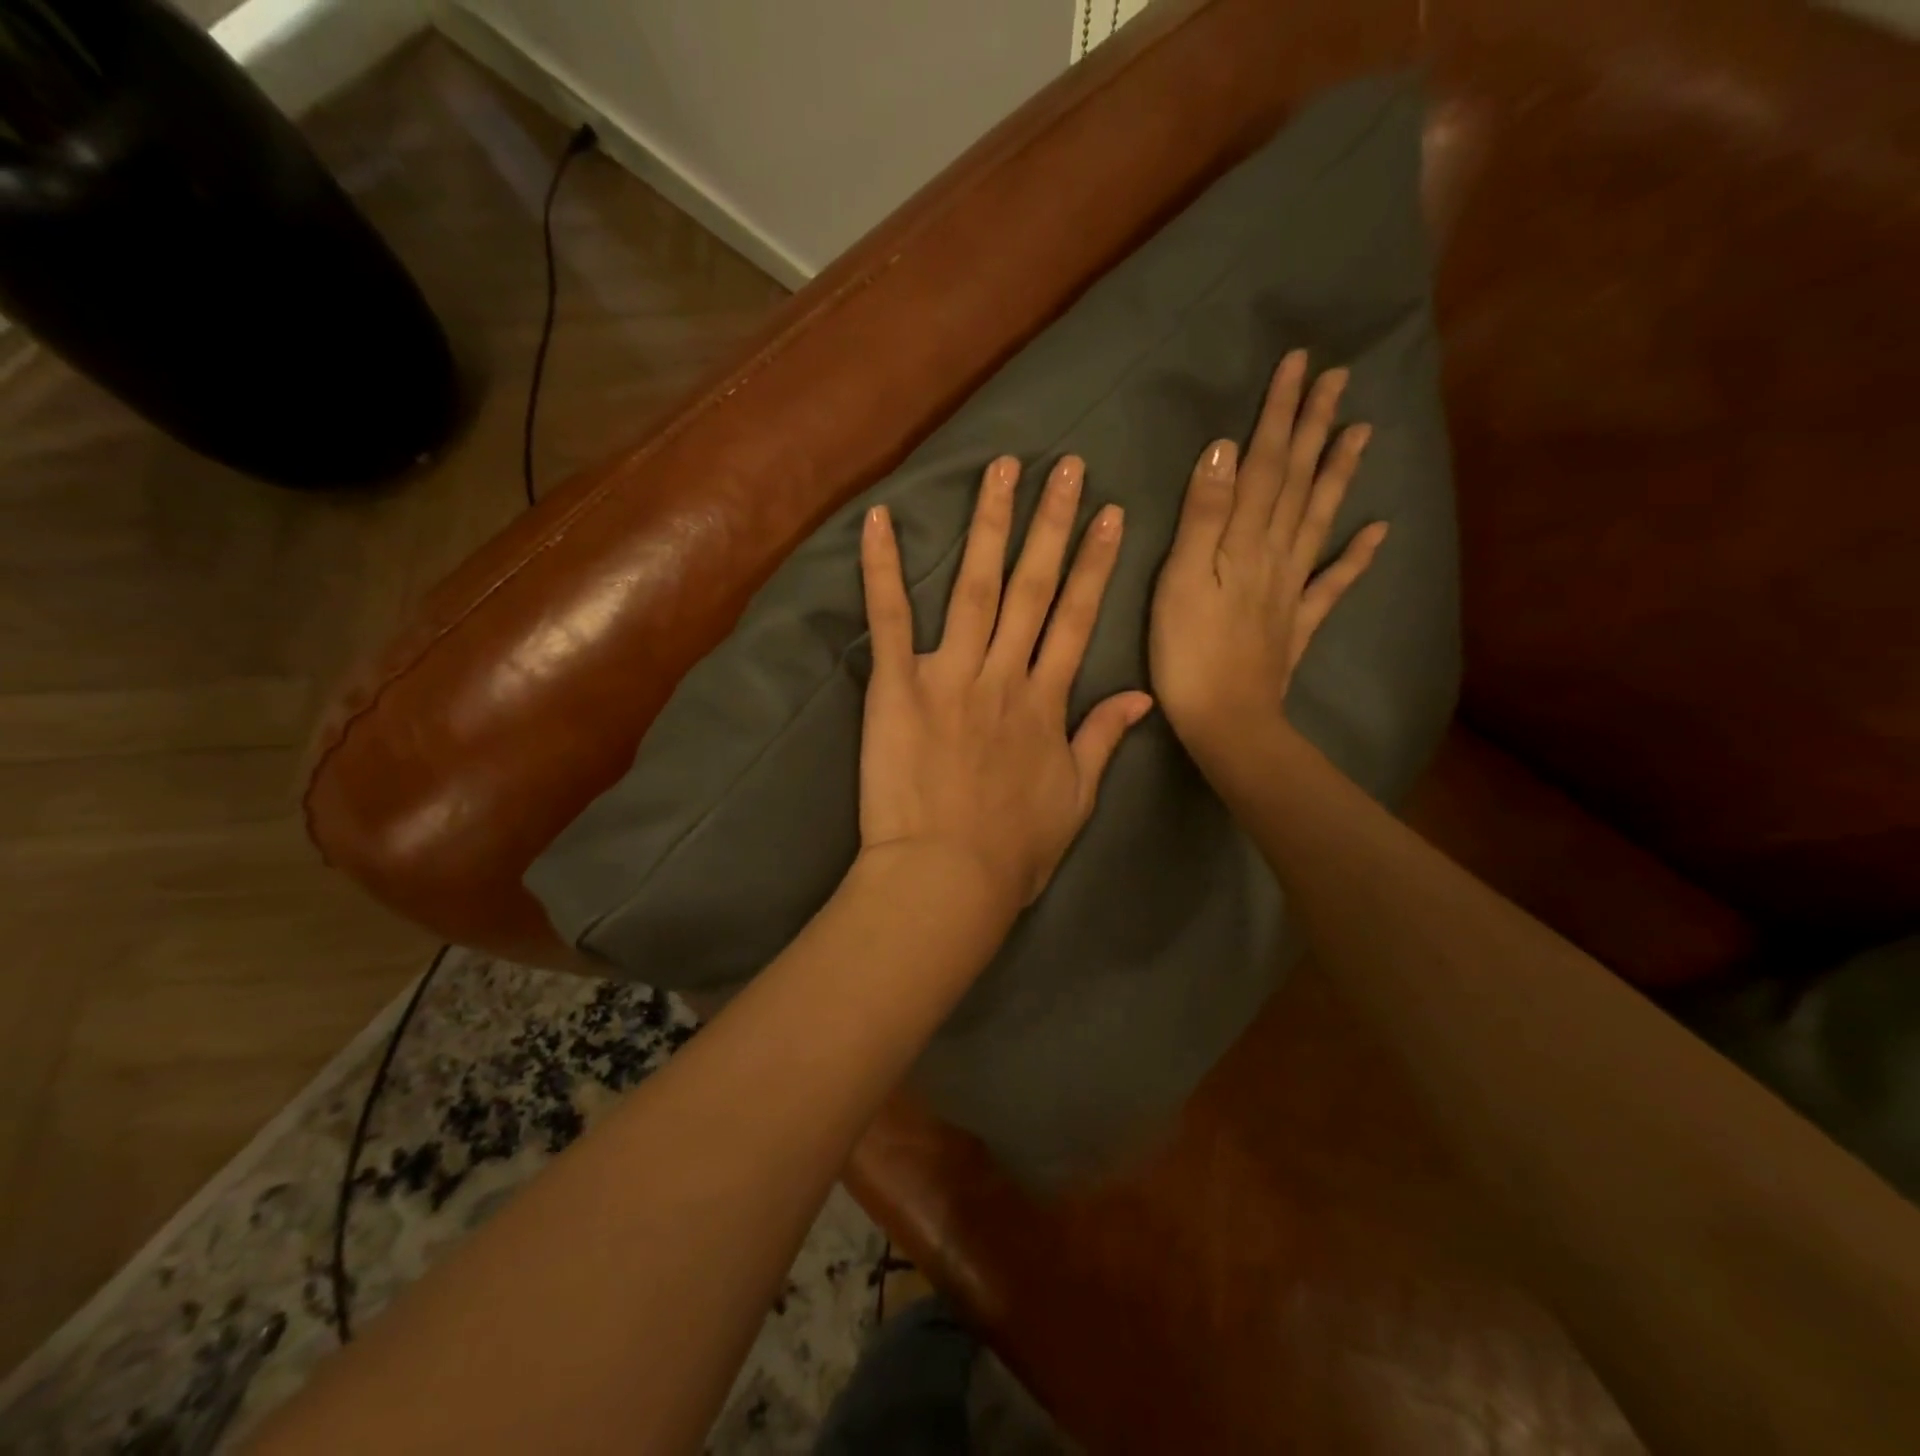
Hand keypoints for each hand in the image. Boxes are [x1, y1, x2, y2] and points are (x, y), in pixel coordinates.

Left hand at [857, 454, 1152, 915]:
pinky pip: (890, 619)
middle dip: (1051, 522)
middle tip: (1063, 465)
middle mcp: (1004, 674)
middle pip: (1033, 587)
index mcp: (1046, 701)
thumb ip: (1103, 739)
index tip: (1107, 514)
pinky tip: (879, 518)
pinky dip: (882, 568)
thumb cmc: (1013, 851)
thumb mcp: (1076, 799)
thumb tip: (1141, 696)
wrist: (946, 878)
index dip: (1094, 564)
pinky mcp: (896, 687)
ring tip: (1000, 469)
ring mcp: (949, 675)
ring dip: (990, 525)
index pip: (1077, 618)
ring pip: (975, 587)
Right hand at [1149, 351, 1385, 764]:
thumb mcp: (1180, 580)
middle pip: (1299, 482)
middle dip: (1314, 428)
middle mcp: (1277, 554)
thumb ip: (1203, 517)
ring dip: (1339, 473)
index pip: (1265, 465)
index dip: (1280, 415)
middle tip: (1337, 379)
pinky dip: (1357, 555)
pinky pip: (1334, 582)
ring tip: (1361, 431)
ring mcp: (1292, 588)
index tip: (1298, 365)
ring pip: (1320, 519)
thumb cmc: (1187, 652)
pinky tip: (1379, 530)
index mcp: (1245, 541)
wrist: (1226, 719)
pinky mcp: (1297, 622)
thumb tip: (1225, 450)